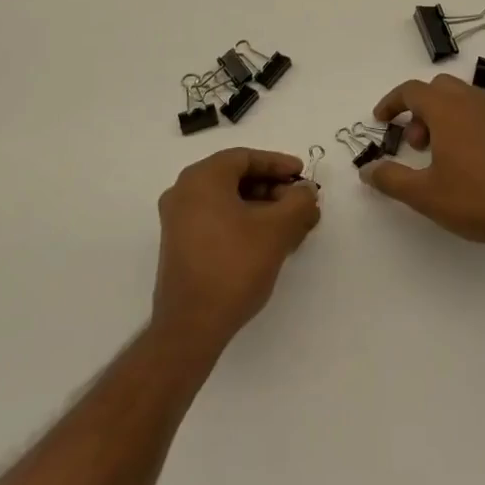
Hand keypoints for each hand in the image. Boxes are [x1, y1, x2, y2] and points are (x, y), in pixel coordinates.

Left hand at [153, 149, 320, 351]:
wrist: (191, 326)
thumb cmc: (234, 265)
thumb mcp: (277, 229)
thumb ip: (298, 201)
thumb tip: (306, 190)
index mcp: (202, 178)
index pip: (245, 158)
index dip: (278, 164)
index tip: (302, 176)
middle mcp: (184, 192)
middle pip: (237, 178)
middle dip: (274, 189)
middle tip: (301, 203)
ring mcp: (178, 221)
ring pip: (229, 201)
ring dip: (263, 208)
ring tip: (292, 226)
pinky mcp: (180, 246)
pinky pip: (218, 220)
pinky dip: (245, 223)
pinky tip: (270, 242)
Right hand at [362, 76, 484, 252]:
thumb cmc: (474, 198)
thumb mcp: (424, 194)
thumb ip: (391, 179)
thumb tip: (367, 170)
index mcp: (447, 109)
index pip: (412, 90)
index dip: (392, 103)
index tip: (381, 121)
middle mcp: (472, 102)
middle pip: (437, 88)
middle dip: (418, 109)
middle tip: (414, 144)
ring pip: (460, 98)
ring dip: (441, 116)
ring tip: (438, 155)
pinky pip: (479, 112)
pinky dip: (463, 123)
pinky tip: (465, 159)